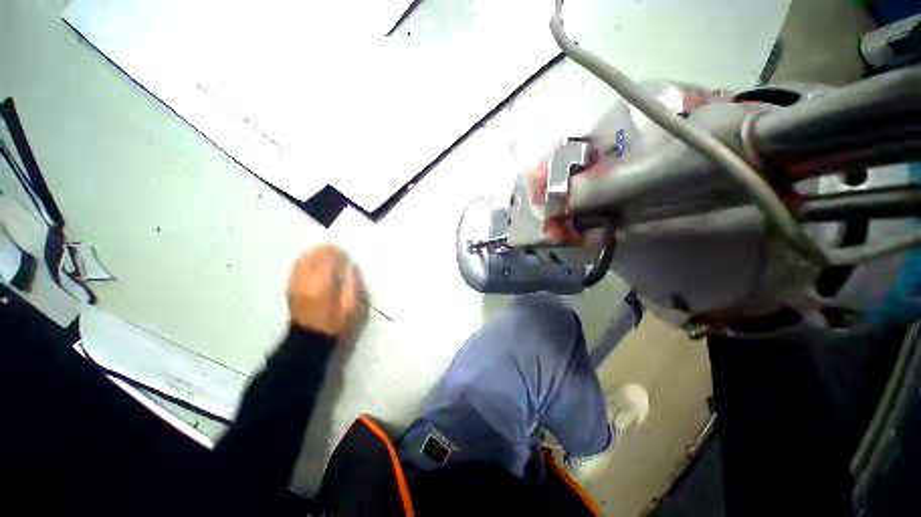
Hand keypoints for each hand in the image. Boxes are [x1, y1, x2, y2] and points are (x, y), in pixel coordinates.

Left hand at [286, 245, 359, 338]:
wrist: (309, 339)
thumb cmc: (334, 324)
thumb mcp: (351, 308)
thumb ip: (352, 286)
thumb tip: (350, 268)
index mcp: (322, 286)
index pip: (327, 260)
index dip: (336, 252)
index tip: (345, 252)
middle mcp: (305, 281)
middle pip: (313, 256)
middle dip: (325, 250)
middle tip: (337, 250)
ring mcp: (295, 283)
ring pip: (303, 259)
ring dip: (315, 253)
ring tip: (326, 253)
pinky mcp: (290, 287)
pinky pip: (297, 267)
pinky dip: (306, 260)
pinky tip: (314, 261)